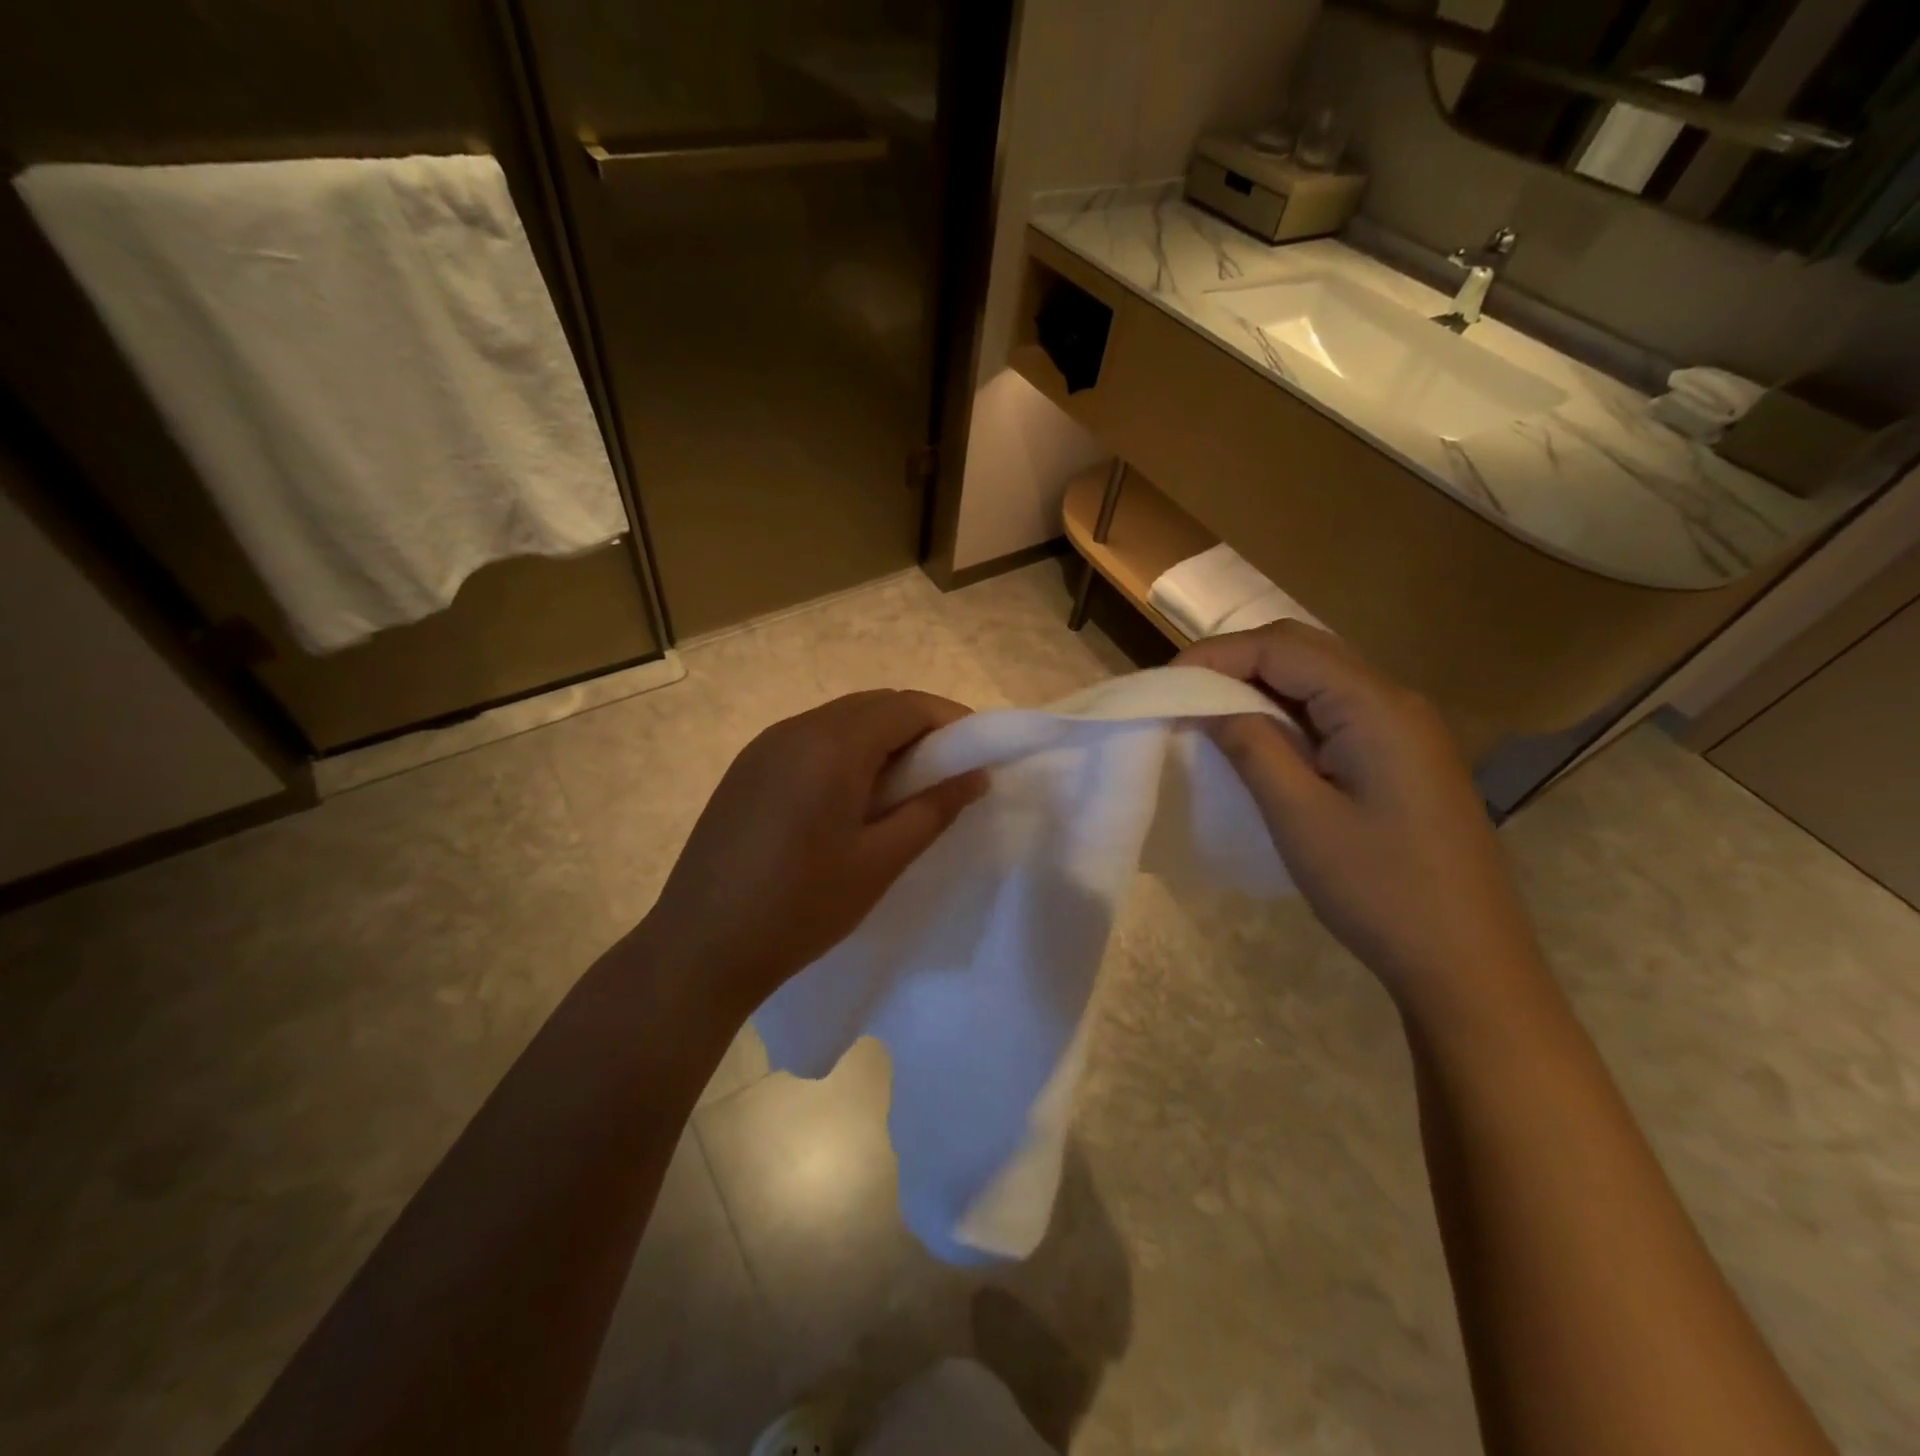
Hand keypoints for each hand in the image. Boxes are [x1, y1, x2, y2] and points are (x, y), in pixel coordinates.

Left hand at [640, 689, 987, 1011]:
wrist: (699, 948)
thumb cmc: (800, 909)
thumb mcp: (879, 862)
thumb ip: (933, 810)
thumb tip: (975, 775)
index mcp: (830, 746)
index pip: (905, 706)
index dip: (950, 720)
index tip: (978, 753)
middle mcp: (795, 730)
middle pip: (873, 705)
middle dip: (919, 727)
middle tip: (948, 772)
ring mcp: (764, 747)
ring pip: (841, 720)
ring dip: (882, 739)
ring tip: (904, 788)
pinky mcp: (747, 768)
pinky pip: (811, 740)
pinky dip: (846, 752)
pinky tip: (852, 798)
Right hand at [1177, 623, 1541, 1011]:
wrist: (1467, 960)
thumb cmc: (1379, 889)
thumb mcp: (1300, 817)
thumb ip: (1253, 746)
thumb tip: (1208, 705)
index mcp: (1375, 706)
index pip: (1282, 649)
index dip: (1217, 655)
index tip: (1166, 682)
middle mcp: (1395, 700)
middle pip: (1303, 650)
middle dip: (1236, 661)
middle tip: (1182, 693)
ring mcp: (1404, 727)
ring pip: (1319, 678)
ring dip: (1260, 685)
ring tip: (1208, 712)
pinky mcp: (1402, 754)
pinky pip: (1334, 710)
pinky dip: (1287, 711)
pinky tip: (1259, 738)